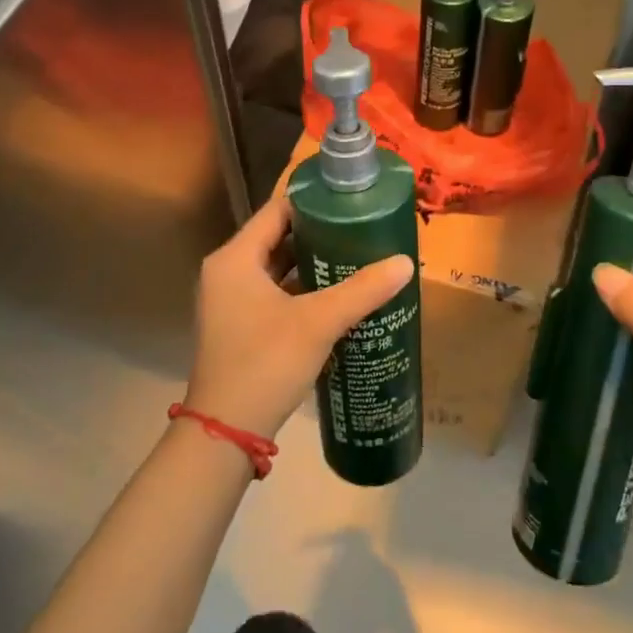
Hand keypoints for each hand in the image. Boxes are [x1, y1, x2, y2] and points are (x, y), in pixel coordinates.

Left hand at [187, 195, 414, 439]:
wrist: (226, 431)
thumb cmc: (266, 363)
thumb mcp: (318, 322)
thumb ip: (362, 290)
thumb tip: (405, 262)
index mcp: (235, 258)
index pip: (277, 211)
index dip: (314, 202)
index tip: (351, 200)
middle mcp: (227, 272)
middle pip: (278, 238)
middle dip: (320, 234)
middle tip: (362, 228)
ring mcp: (230, 301)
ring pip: (278, 269)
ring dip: (313, 264)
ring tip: (358, 256)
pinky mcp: (239, 326)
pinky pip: (275, 293)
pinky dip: (303, 290)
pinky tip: (338, 295)